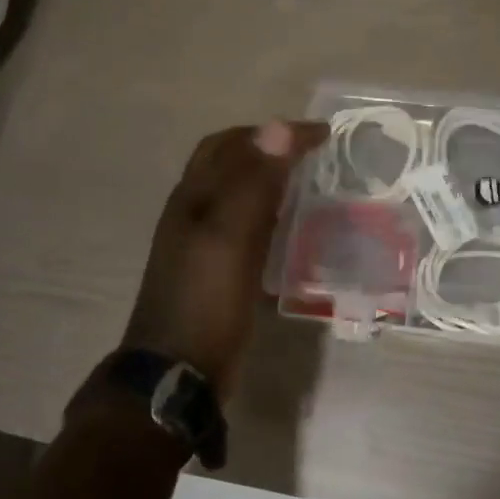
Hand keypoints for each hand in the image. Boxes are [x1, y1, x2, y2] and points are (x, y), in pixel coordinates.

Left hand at [117, 120, 327, 394]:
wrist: (177, 370)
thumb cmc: (205, 300)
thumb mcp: (230, 237)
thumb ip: (254, 183)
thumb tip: (279, 127)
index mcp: (194, 196)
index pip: (234, 144)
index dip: (275, 132)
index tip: (322, 134)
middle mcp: (194, 211)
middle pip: (228, 162)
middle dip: (267, 146)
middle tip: (309, 151)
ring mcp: (202, 242)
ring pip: (237, 192)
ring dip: (268, 177)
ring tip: (306, 180)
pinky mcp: (216, 269)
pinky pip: (245, 224)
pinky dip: (269, 210)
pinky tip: (290, 226)